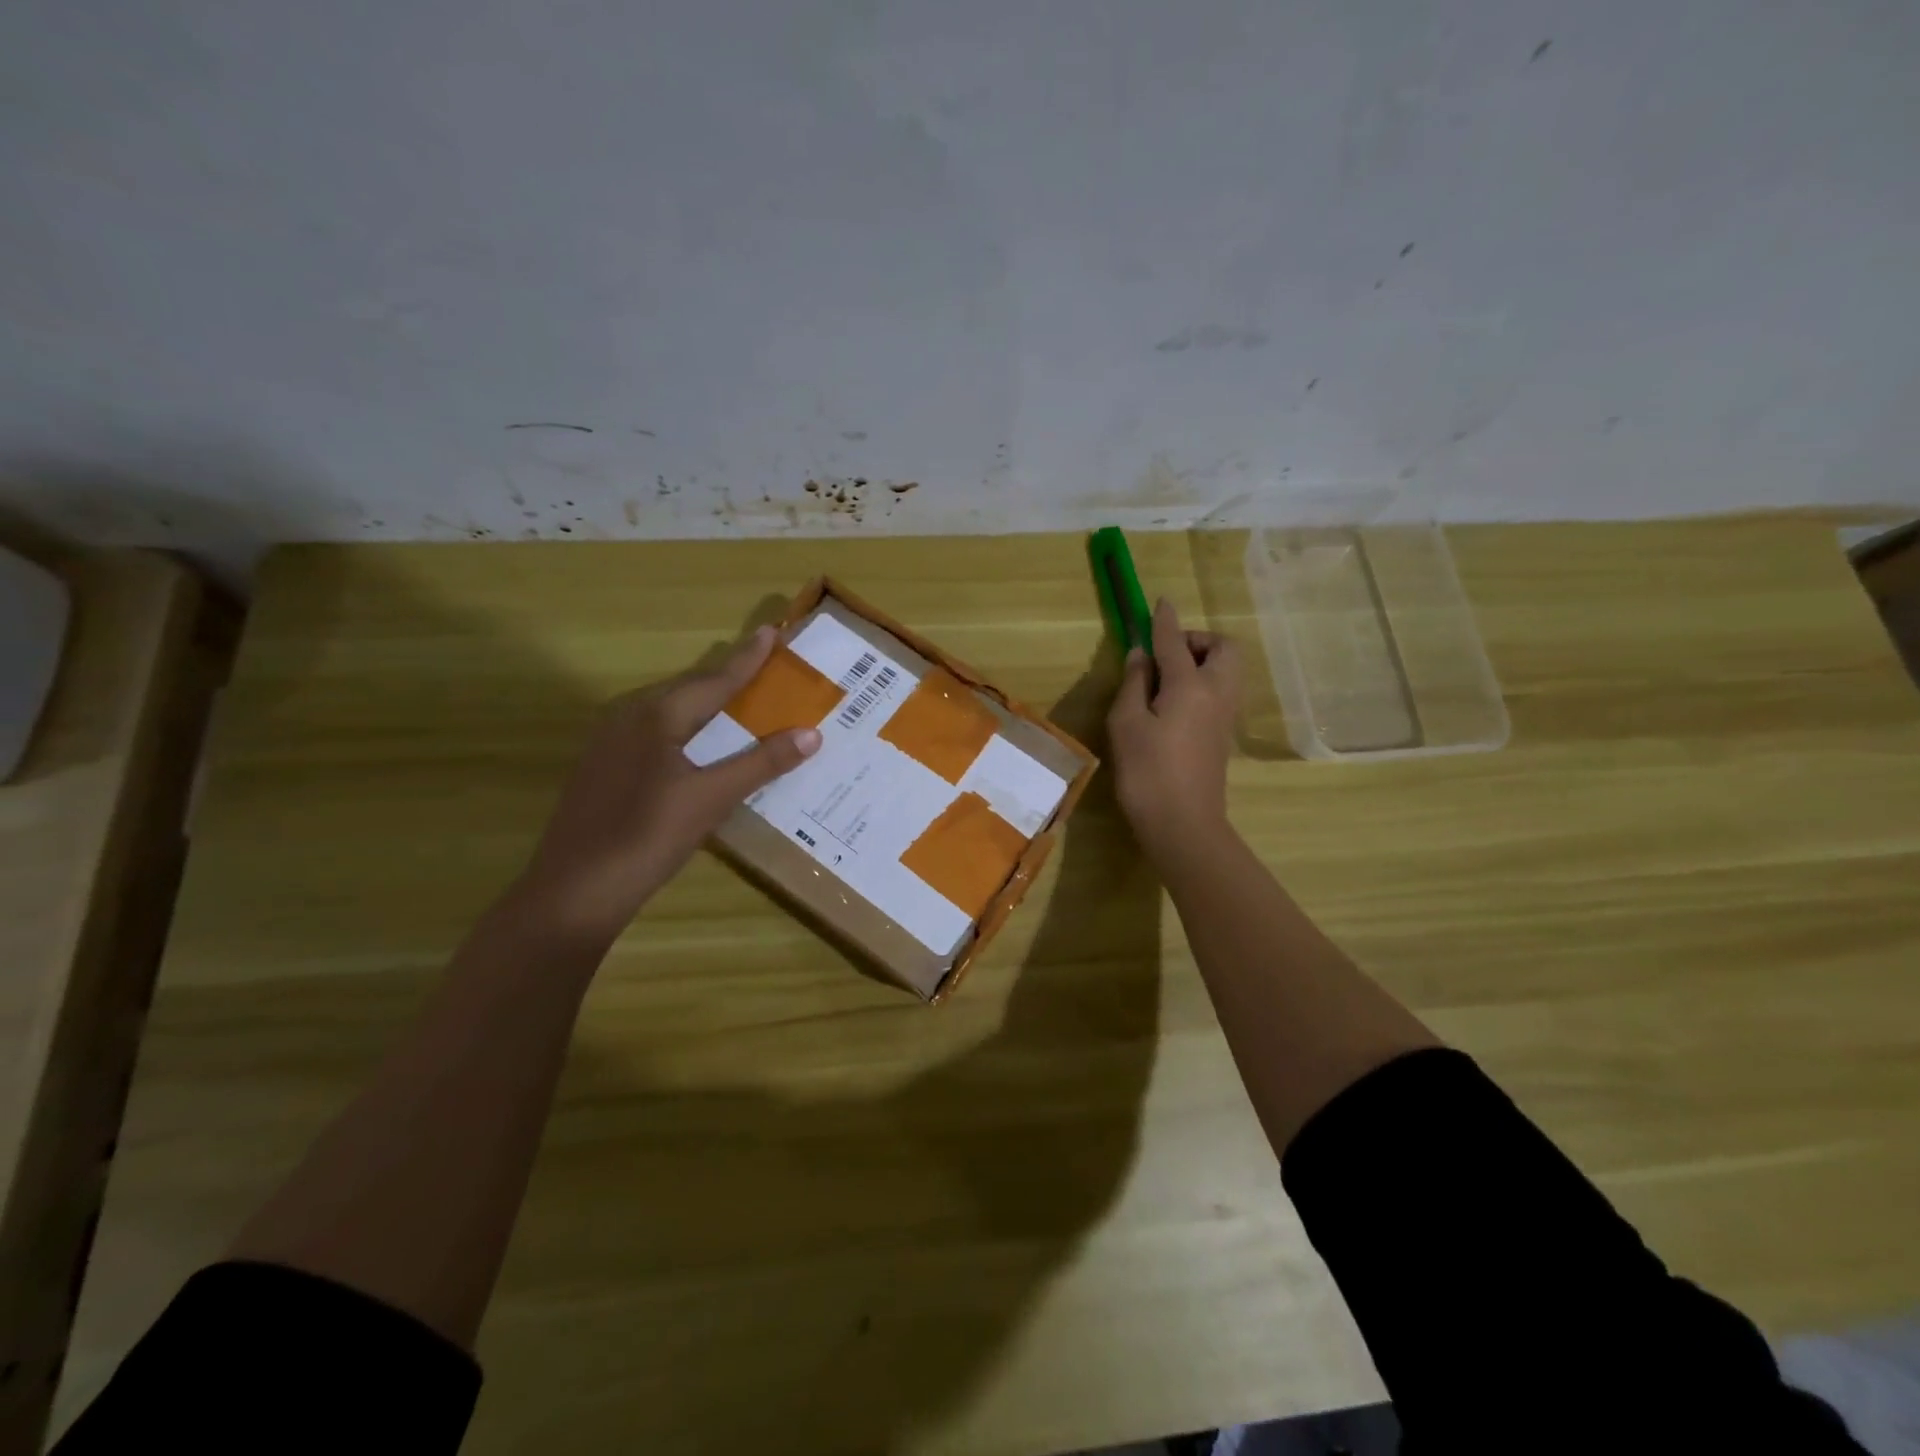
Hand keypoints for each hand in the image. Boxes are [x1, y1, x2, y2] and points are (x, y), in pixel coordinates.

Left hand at [511, 626, 820, 940]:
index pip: (714, 680)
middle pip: (688, 690)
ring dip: (706, 706)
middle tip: (763, 667)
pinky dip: (686, 731)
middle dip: (727, 678)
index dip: (747, 658)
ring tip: (738, 703)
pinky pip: (653, 734)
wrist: (574, 891)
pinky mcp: (602, 769)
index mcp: (655, 716)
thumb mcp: (713, 798)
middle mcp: (628, 717)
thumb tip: (812, 733)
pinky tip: (697, 749)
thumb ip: (762, 763)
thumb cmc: (648, 837)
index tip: (772, 631)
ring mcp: (609, 744)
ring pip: (668, 713)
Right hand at [1107, 597, 1241, 863]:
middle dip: (1196, 640)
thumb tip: (1142, 655)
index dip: (1164, 620)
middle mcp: (1216, 693)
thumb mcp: (1126, 724)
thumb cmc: (1147, 773)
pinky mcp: (1223, 735)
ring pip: (1226, 670)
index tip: (1158, 602)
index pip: (1175, 641)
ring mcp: (1224, 716)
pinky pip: (1219, 691)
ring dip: (1201, 661)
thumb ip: (1134, 683)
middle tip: (1163, 656)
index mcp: (1191, 685)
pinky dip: (1202, 683)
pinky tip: (1172, 704)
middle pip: (1223, 648)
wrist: (1183, 825)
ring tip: (1164, 680)